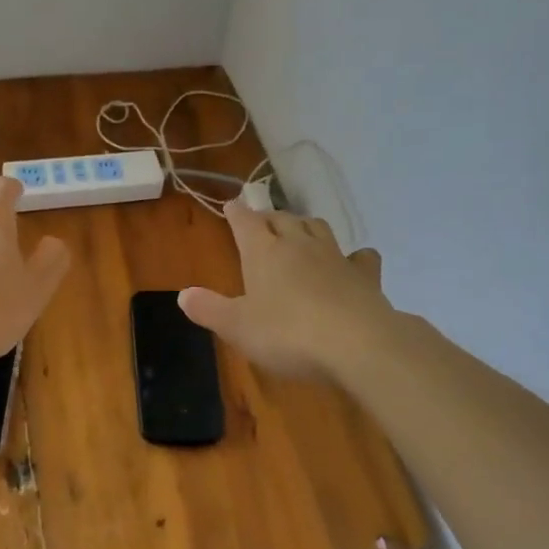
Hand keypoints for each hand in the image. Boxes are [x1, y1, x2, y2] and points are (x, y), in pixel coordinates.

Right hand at [179, 199, 393, 378]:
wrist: (357, 344)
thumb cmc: (287, 334)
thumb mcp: (237, 327)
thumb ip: (209, 309)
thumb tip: (183, 295)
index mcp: (264, 252)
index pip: (245, 222)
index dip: (236, 212)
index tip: (231, 205)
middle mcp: (299, 245)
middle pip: (282, 219)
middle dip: (268, 217)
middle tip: (260, 221)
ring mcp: (335, 257)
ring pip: (317, 228)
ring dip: (304, 225)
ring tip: (298, 232)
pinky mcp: (365, 276)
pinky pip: (359, 256)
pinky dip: (353, 256)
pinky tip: (352, 262)